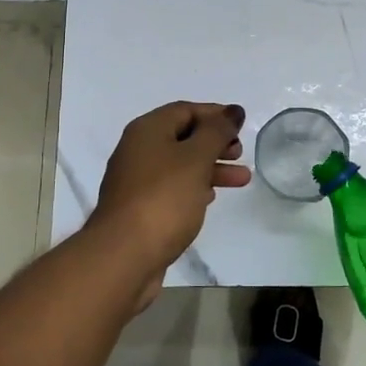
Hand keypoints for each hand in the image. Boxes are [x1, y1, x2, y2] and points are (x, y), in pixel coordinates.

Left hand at [89, 102, 250, 304]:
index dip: (215, 114)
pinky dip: (194, 187)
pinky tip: (210, 198)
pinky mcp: (140, 209)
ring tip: (241, 180)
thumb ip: (217, 132)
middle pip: (182, 137)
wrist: (123, 255)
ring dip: (211, 168)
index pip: (185, 110)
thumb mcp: (196, 158)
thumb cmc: (163, 198)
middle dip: (215, 143)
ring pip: (180, 165)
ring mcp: (136, 181)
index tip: (241, 126)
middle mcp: (137, 150)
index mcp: (147, 130)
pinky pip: (172, 189)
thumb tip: (232, 111)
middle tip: (240, 153)